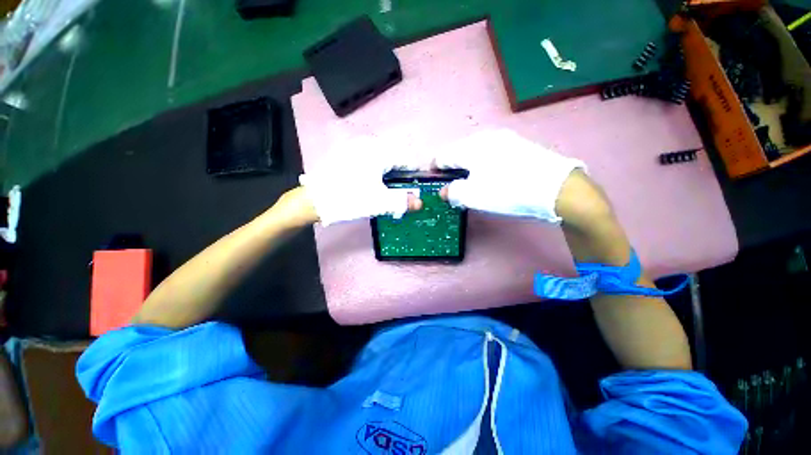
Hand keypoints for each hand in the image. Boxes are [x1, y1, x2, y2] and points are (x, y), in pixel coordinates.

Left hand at [299, 137, 422, 225]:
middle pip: (395, 159)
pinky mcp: (347, 156)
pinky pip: (370, 161)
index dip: (414, 174)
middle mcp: (368, 145)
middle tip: (400, 193)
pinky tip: (373, 186)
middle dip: (401, 176)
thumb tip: (420, 202)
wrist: (313, 200)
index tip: (415, 188)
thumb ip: (402, 201)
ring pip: (382, 160)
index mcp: (379, 152)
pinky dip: (377, 173)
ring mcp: (356, 149)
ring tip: (387, 192)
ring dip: (389, 175)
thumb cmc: (350, 199)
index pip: (406, 159)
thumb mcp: (380, 202)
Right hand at [435, 129, 584, 222]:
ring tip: (471, 183)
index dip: (434, 169)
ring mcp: (504, 140)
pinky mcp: (518, 146)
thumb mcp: (473, 196)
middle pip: (459, 153)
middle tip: (452, 186)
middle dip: (452, 169)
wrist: (555, 188)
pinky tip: (490, 177)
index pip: (443, 156)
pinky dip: (483, 166)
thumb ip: (452, 192)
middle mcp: (485, 138)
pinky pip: (491, 154)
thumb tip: (445, 190)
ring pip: (475, 153)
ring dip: (468, 168)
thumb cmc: (506, 190)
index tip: (433, 180)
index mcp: (470, 147)